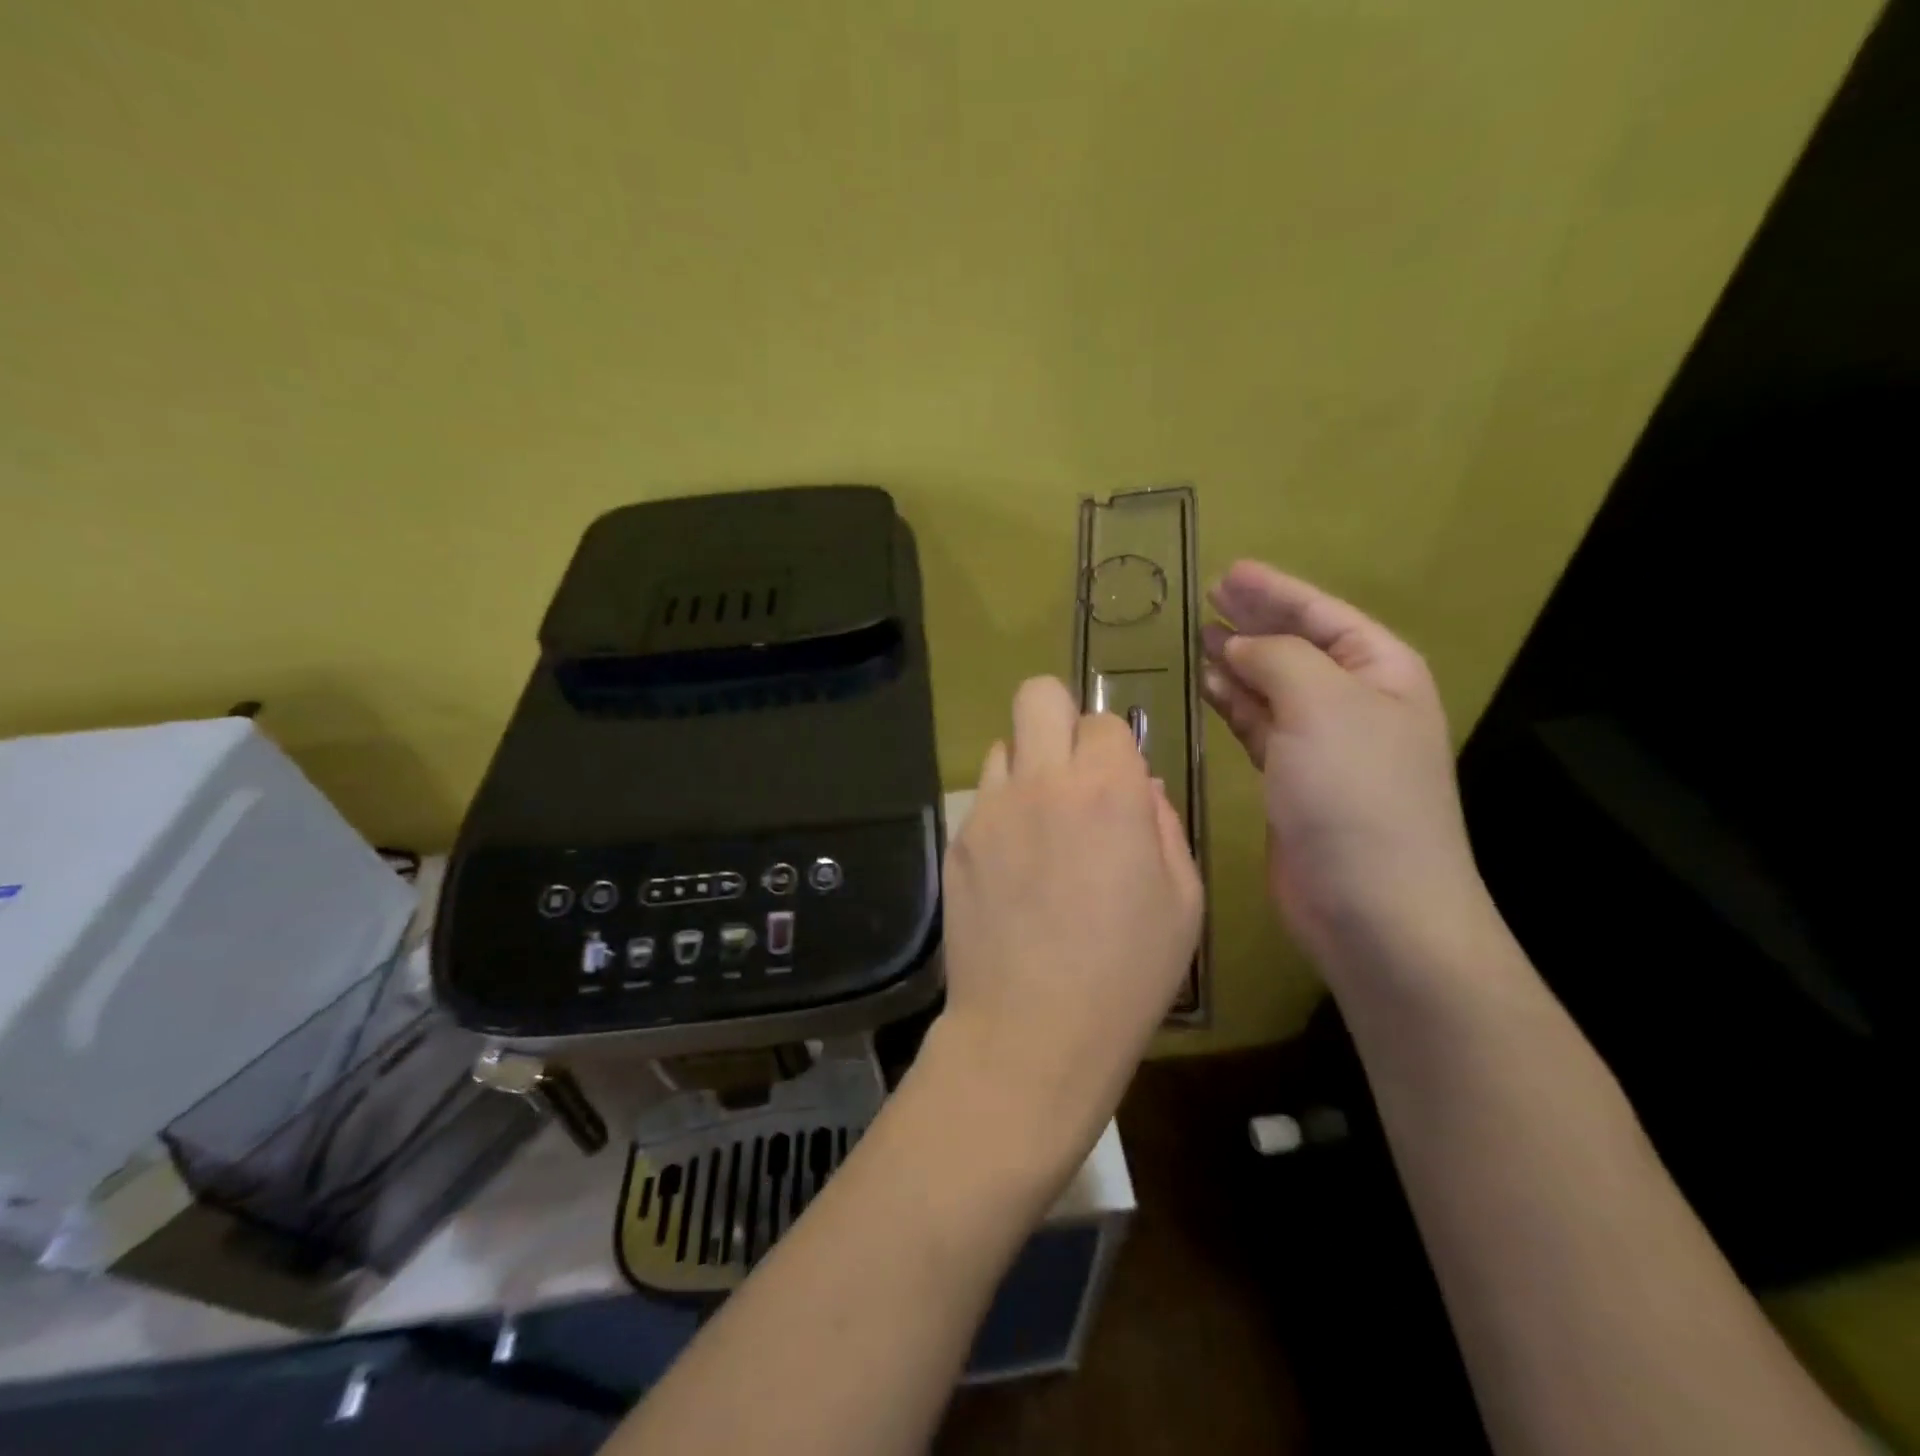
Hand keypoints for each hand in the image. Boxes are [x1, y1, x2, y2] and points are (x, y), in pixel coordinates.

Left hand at [922, 677, 1203, 1189]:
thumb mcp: (1182, 902)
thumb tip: (1140, 789)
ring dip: (1027, 767)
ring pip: (1002, 746)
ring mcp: (990, 809)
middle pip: (1037, 695)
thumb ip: (1164, 827)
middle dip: (1059, 716)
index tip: (1118, 783)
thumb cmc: (1126, 974)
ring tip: (1041, 825)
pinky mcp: (958, 840)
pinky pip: (982, 798)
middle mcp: (1042, 783)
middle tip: (1073, 769)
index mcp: (1108, 792)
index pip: (1104, 721)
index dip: (1115, 747)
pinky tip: (1013, 866)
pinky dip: (1002, 811)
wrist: (1032, 1030)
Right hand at [1199, 561, 1492, 983]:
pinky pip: (1258, 726)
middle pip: (1296, 646)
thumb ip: (1276, 659)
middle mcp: (1355, 702)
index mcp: (1380, 671)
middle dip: (1253, 621)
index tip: (1228, 571)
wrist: (1372, 905)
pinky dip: (1233, 705)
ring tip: (1196, 640)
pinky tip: (1207, 689)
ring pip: (1272, 687)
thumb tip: (1236, 646)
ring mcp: (1323, 744)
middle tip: (1205, 599)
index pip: (1322, 614)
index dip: (1275, 590)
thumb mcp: (1322, 704)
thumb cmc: (1356, 793)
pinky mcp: (1292, 781)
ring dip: (1237, 663)